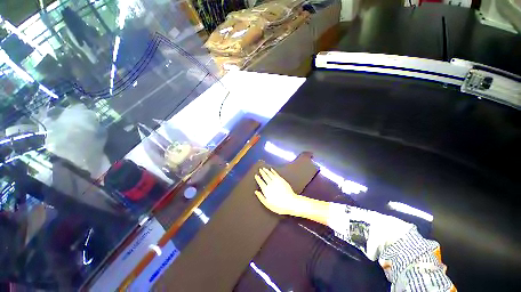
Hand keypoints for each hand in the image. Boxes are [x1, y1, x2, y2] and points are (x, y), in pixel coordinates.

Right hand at [254, 167, 302, 215]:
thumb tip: (256, 192)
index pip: (260, 182)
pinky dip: (273, 171)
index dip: (258, 178)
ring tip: (264, 168)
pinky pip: (276, 174)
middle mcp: (270, 184)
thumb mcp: (268, 204)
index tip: (256, 175)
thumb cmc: (279, 205)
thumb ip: (261, 197)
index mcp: (266, 189)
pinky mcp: (282, 180)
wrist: (290, 202)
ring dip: (266, 171)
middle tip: (260, 169)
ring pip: (270, 174)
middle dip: (262, 172)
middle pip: (265, 176)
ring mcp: (276, 181)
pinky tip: (271, 169)